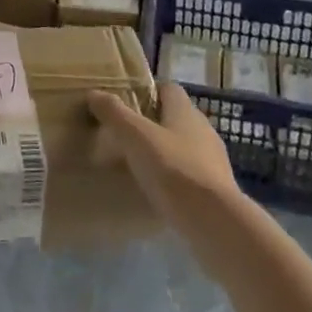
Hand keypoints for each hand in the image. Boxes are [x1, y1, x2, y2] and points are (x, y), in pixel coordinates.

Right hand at [88, 84, 241, 230]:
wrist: (216, 223)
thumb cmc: (174, 170)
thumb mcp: (136, 137)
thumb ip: (114, 113)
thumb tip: (94, 93)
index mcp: (185, 111)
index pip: (168, 88)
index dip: (148, 91)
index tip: (126, 103)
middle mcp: (203, 129)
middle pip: (175, 117)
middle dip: (152, 124)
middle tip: (125, 135)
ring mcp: (214, 161)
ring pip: (183, 147)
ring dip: (164, 152)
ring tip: (138, 165)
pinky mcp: (217, 190)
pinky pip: (190, 174)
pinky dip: (174, 178)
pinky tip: (158, 192)